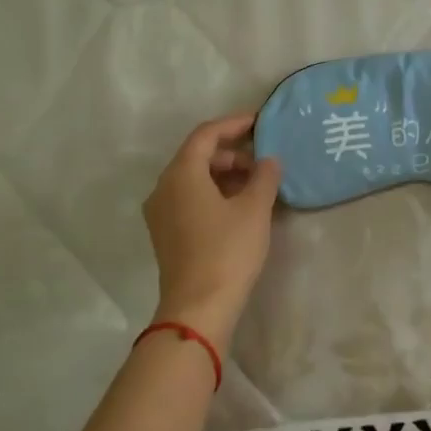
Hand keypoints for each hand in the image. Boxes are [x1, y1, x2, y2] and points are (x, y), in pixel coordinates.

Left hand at [142, 113, 281, 345]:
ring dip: (224, 174)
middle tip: (263, 162)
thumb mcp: (254, 209)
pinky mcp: (165, 233)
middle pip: (197, 155)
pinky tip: (238, 206)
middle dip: (231, 152)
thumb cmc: (227, 251)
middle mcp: (163, 187)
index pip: (205, 134)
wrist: (198, 307)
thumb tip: (269, 161)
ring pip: (193, 178)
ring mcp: (160, 212)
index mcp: (181, 174)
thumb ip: (264, 176)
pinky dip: (213, 193)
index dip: (234, 124)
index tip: (260, 123)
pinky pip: (189, 198)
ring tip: (256, 185)